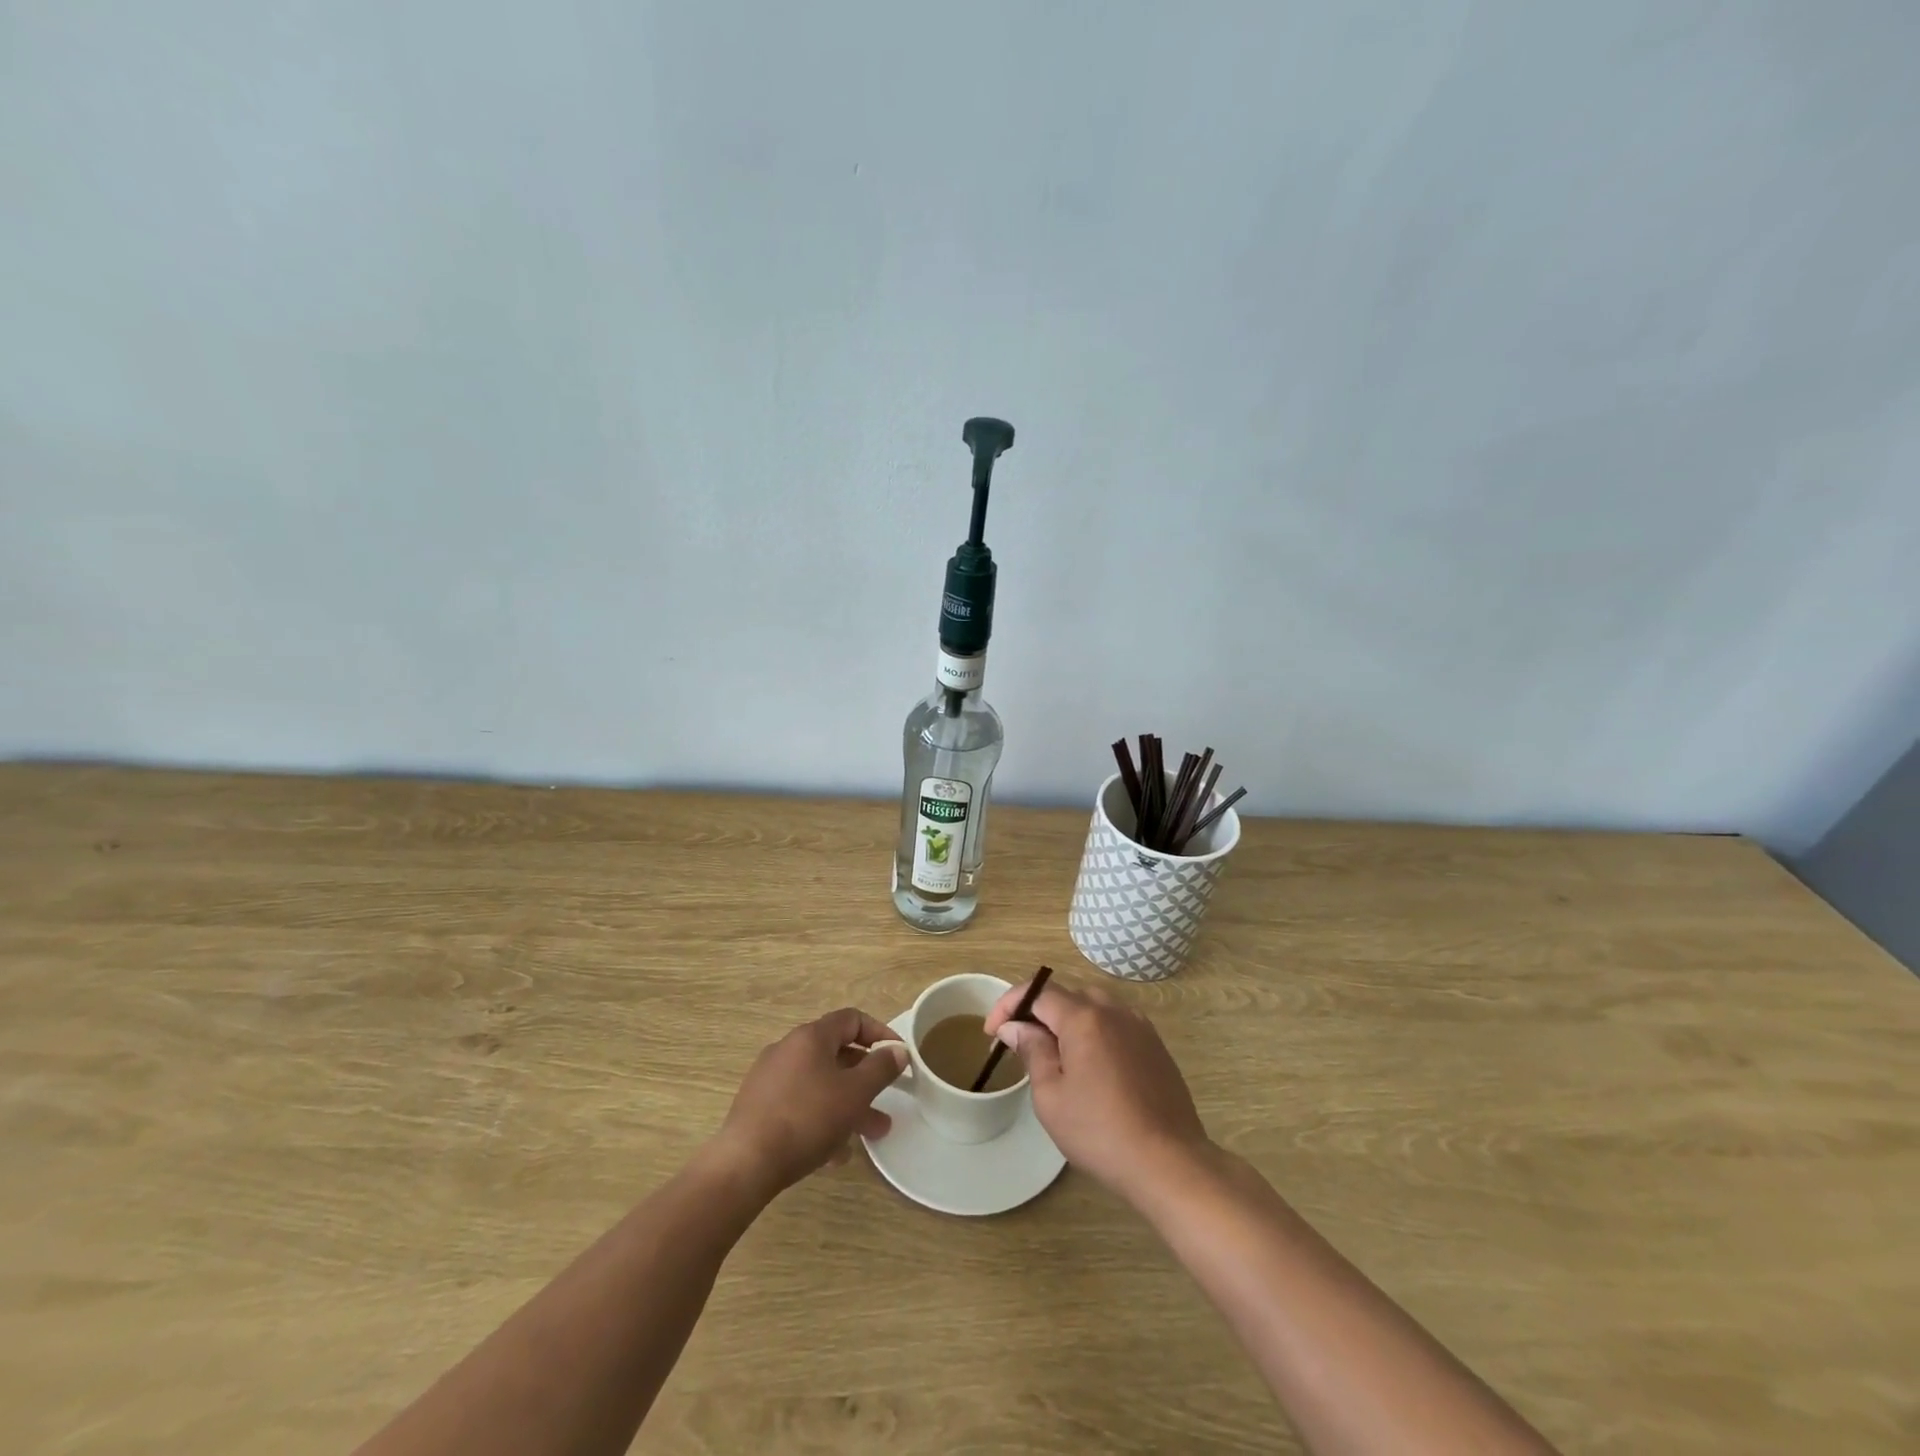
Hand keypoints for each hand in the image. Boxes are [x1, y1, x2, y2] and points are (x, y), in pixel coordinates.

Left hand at [713, 1008, 907, 1196]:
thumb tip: (898, 1050)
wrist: (745, 1163)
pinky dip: (821, 1118)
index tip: (898, 1057)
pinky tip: (833, 1152)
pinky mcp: (759, 1106)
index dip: (880, 1033)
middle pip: (836, 1054)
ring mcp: (770, 1078)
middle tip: (886, 1101)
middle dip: (865, 1078)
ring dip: (847, 1103)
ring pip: (820, 1083)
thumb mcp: (855, 1093)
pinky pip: (800, 1104)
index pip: (852, 1019)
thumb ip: (881, 1068)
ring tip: (868, 1135)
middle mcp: (788, 1049)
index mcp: (811, 1037)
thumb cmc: (807, 1118)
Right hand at [985, 978, 1209, 1198]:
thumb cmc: (1100, 1131)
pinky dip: (1094, 1033)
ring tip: (1053, 1055)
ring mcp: (1139, 1026)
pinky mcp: (1155, 1046)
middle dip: (1037, 1012)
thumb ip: (1032, 1051)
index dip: (1009, 1005)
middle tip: (1020, 1044)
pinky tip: (1090, 1067)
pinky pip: (1115, 1025)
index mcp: (1084, 1017)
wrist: (1169, 1162)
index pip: (1038, 991)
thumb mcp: (1051, 1096)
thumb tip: (1016, 1027)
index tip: (992, 1032)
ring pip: (1093, 1008)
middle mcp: (1114, 1010)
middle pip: (1066, 995)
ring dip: (1067, 1022)